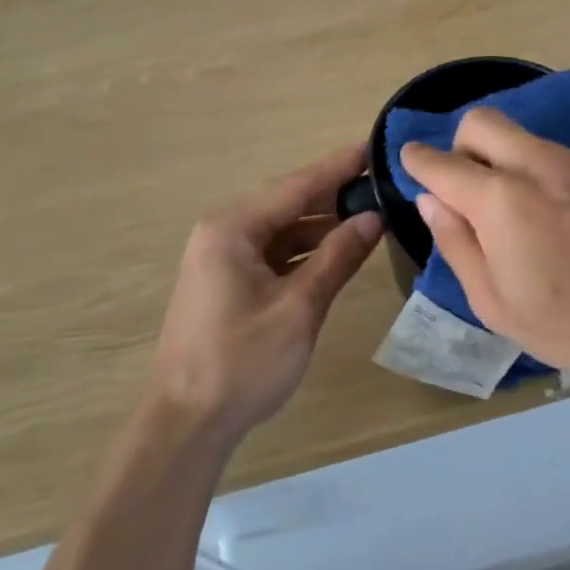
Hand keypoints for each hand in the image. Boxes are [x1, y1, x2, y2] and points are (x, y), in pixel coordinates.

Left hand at [152, 142, 382, 438]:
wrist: (188, 423)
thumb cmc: (243, 362)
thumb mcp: (300, 307)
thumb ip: (337, 257)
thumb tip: (373, 218)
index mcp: (232, 229)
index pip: (296, 186)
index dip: (338, 167)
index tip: (373, 147)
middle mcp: (222, 234)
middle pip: (287, 204)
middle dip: (334, 195)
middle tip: (381, 181)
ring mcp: (221, 259)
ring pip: (281, 231)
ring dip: (322, 226)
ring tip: (370, 215)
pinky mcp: (227, 284)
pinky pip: (273, 254)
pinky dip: (304, 252)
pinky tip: (337, 251)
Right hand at [400, 109, 569, 397]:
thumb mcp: (495, 303)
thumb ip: (456, 243)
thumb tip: (433, 200)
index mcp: (502, 200)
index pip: (442, 162)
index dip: (417, 161)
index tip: (411, 164)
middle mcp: (538, 164)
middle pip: (481, 121)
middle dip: (459, 145)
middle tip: (465, 189)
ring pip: (521, 136)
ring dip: (501, 158)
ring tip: (515, 212)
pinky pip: (555, 154)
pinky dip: (537, 170)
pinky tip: (557, 218)